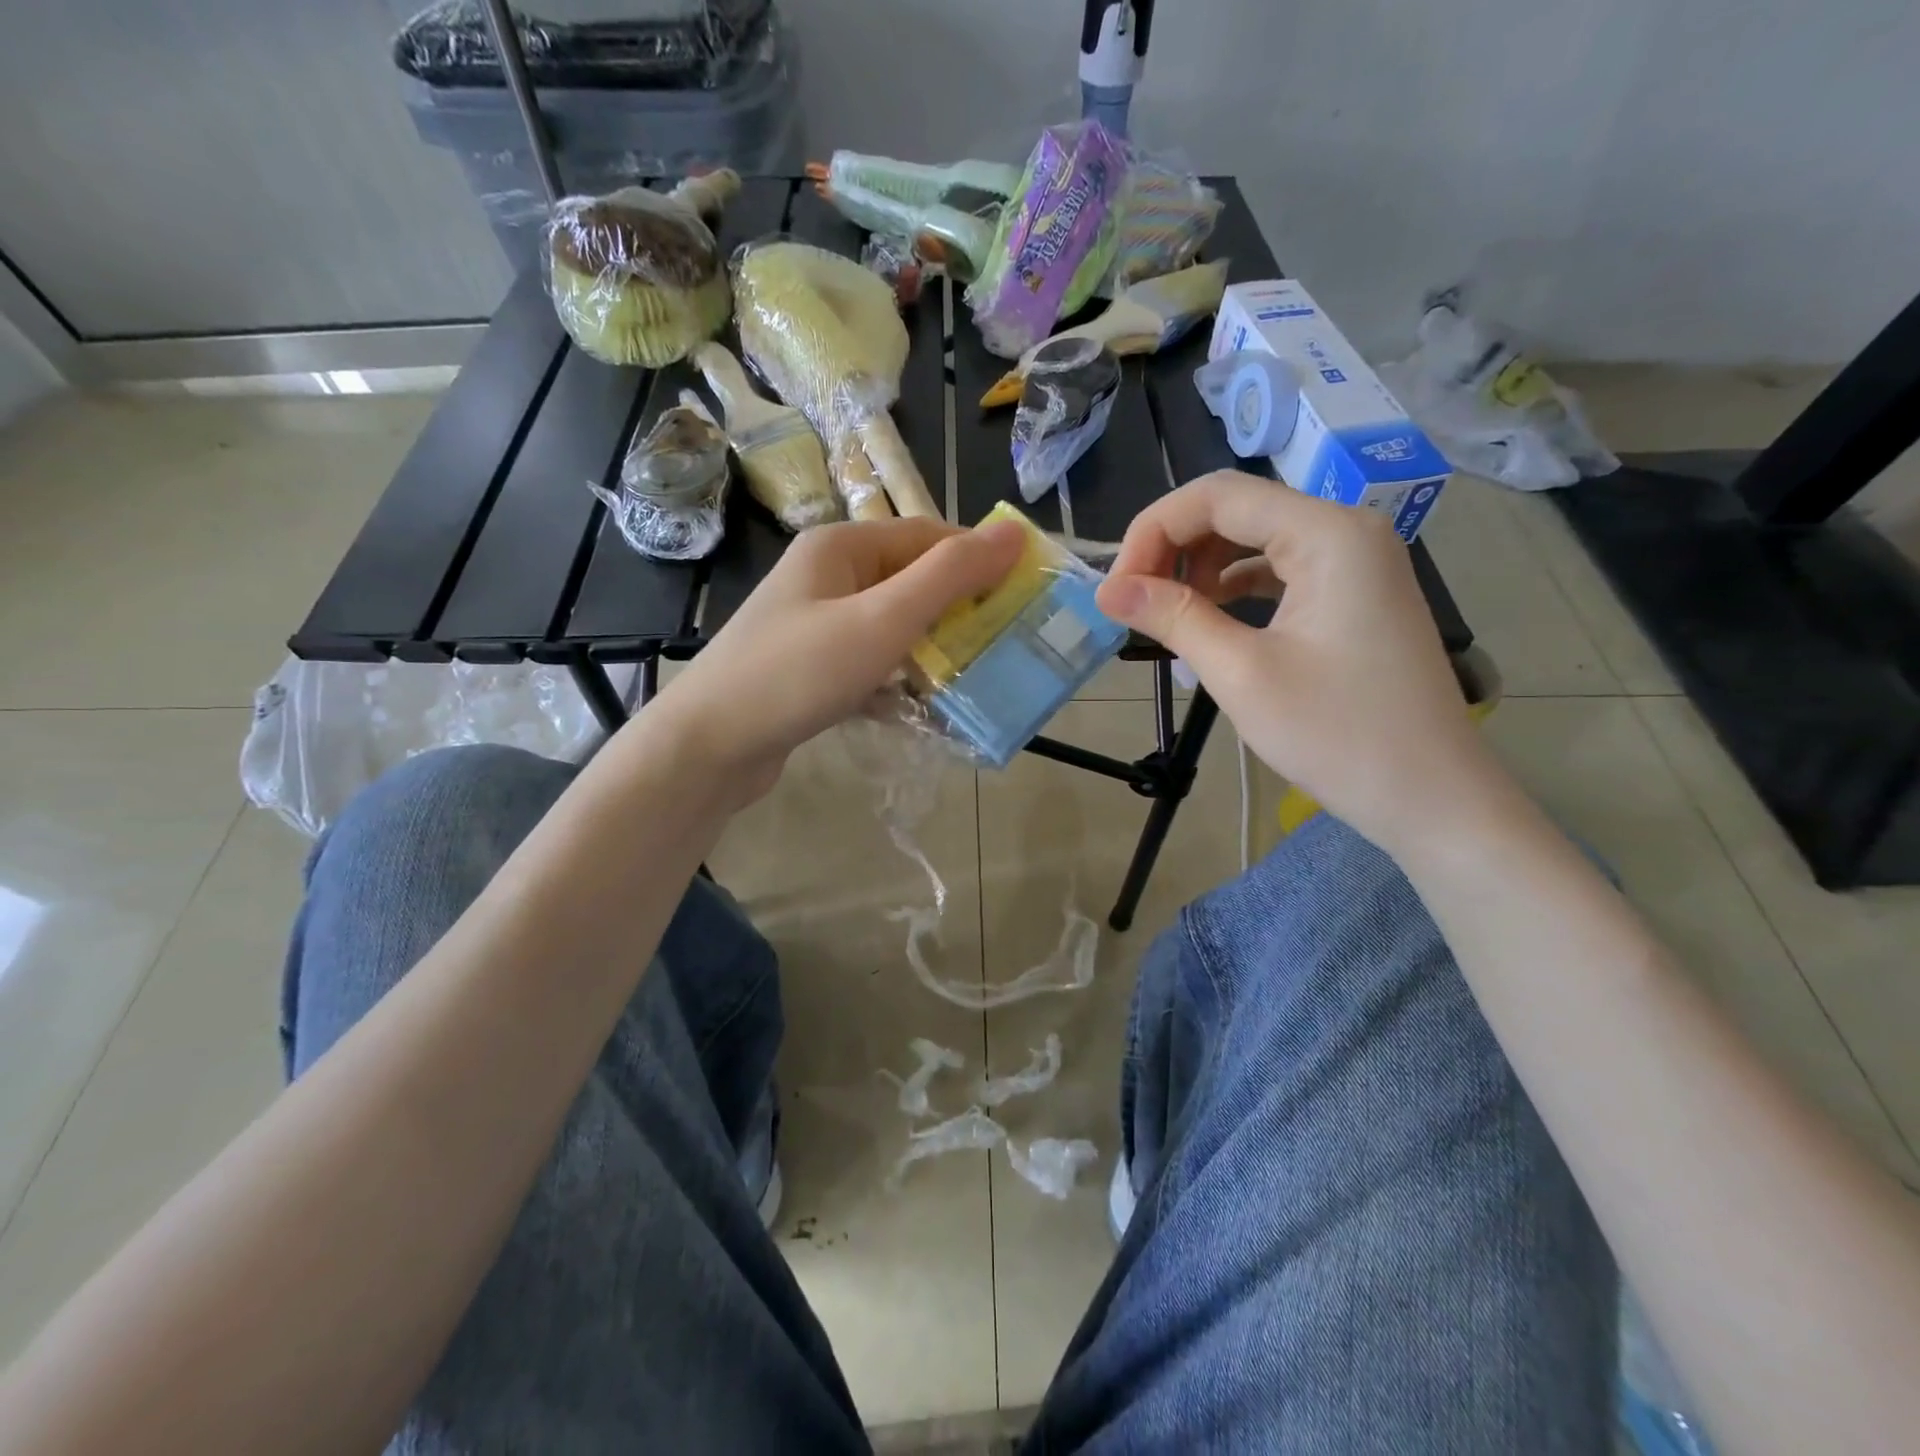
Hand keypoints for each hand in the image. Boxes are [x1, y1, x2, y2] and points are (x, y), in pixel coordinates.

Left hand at [636, 516, 1024, 801]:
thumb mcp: (882, 619)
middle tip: (1007, 644)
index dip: (980, 560)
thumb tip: (1013, 531)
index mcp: (842, 547)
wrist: (709, 746)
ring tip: (977, 679)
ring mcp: (817, 624)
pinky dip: (900, 681)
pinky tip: (926, 710)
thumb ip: (948, 576)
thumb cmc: (798, 672)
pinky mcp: (813, 669)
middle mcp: (828, 576)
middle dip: (960, 611)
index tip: (1024, 596)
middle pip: (912, 581)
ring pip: (894, 626)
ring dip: (933, 650)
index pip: (929, 537)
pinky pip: (872, 663)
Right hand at [1096, 471, 1513, 856]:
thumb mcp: (1242, 674)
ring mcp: (1356, 562)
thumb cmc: (1337, 735)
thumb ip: (1174, 618)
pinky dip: (1234, 585)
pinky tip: (1209, 615)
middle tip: (1133, 601)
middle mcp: (1346, 530)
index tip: (1117, 589)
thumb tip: (1108, 590)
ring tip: (1164, 610)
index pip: (1217, 496)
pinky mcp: (1354, 595)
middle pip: (1237, 509)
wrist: (1431, 796)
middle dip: (1173, 546)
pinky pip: (1280, 569)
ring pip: (1256, 538)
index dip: (1153, 531)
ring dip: (1200, 565)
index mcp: (1327, 534)